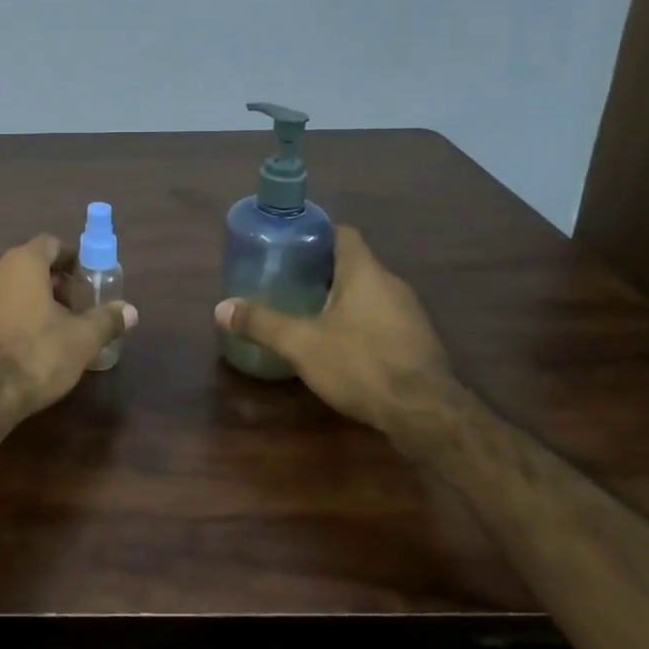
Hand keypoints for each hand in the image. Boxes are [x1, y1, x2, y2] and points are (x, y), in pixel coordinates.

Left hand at [0, 235, 137, 423]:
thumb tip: (130, 311)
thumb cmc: (36, 356)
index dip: (70, 259)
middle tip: (68, 311)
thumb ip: (106, 320)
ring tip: (41, 332)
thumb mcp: (82, 340)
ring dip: (21, 303)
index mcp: (21, 263)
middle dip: (48, 284)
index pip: (49, 244)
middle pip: (24, 266)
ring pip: (0, 290)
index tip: (83, 281)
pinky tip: (11, 350)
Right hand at [214, 226, 464, 450]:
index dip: (317, 233)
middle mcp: (392, 285)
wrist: (427, 415)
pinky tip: (339, 346)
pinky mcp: (416, 343)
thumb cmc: (362, 365)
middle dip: (322, 270)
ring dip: (341, 299)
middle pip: (354, 264)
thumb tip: (221, 308)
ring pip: (369, 294)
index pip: (344, 234)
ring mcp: (409, 315)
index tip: (290, 244)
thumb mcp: (302, 344)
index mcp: (365, 272)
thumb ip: (262, 324)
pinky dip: (359, 324)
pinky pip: (382, 320)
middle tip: (288, 280)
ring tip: (307, 313)